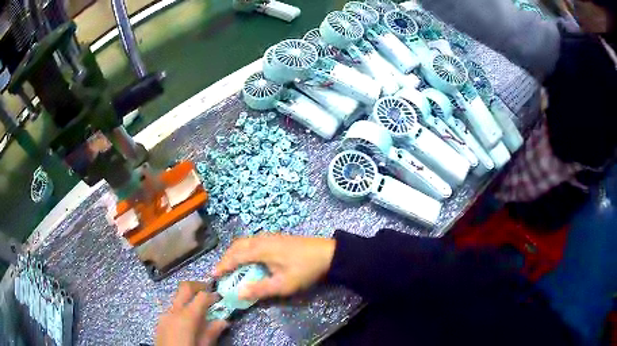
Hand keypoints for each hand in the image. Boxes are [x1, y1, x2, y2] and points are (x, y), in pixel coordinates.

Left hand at [156, 281, 228, 345]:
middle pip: (184, 287)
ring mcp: (165, 314)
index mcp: (187, 317)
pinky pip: (172, 308)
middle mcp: (174, 311)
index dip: (212, 294)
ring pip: (177, 296)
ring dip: (188, 297)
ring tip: (199, 307)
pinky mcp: (160, 320)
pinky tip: (187, 319)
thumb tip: (223, 321)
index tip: (220, 297)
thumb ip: (212, 332)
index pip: (201, 296)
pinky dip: (181, 307)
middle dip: (197, 285)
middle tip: (208, 289)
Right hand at [213, 234, 335, 300]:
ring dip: (234, 253)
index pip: (235, 256)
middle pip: (237, 246)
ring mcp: (269, 236)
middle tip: (220, 271)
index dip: (222, 265)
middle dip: (226, 258)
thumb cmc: (305, 269)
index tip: (213, 275)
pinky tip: (248, 259)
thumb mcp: (283, 284)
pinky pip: (252, 241)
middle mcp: (261, 239)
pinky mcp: (276, 237)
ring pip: (244, 242)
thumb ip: (260, 289)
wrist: (328, 253)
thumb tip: (238, 293)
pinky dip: (244, 250)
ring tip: (231, 266)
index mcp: (260, 249)